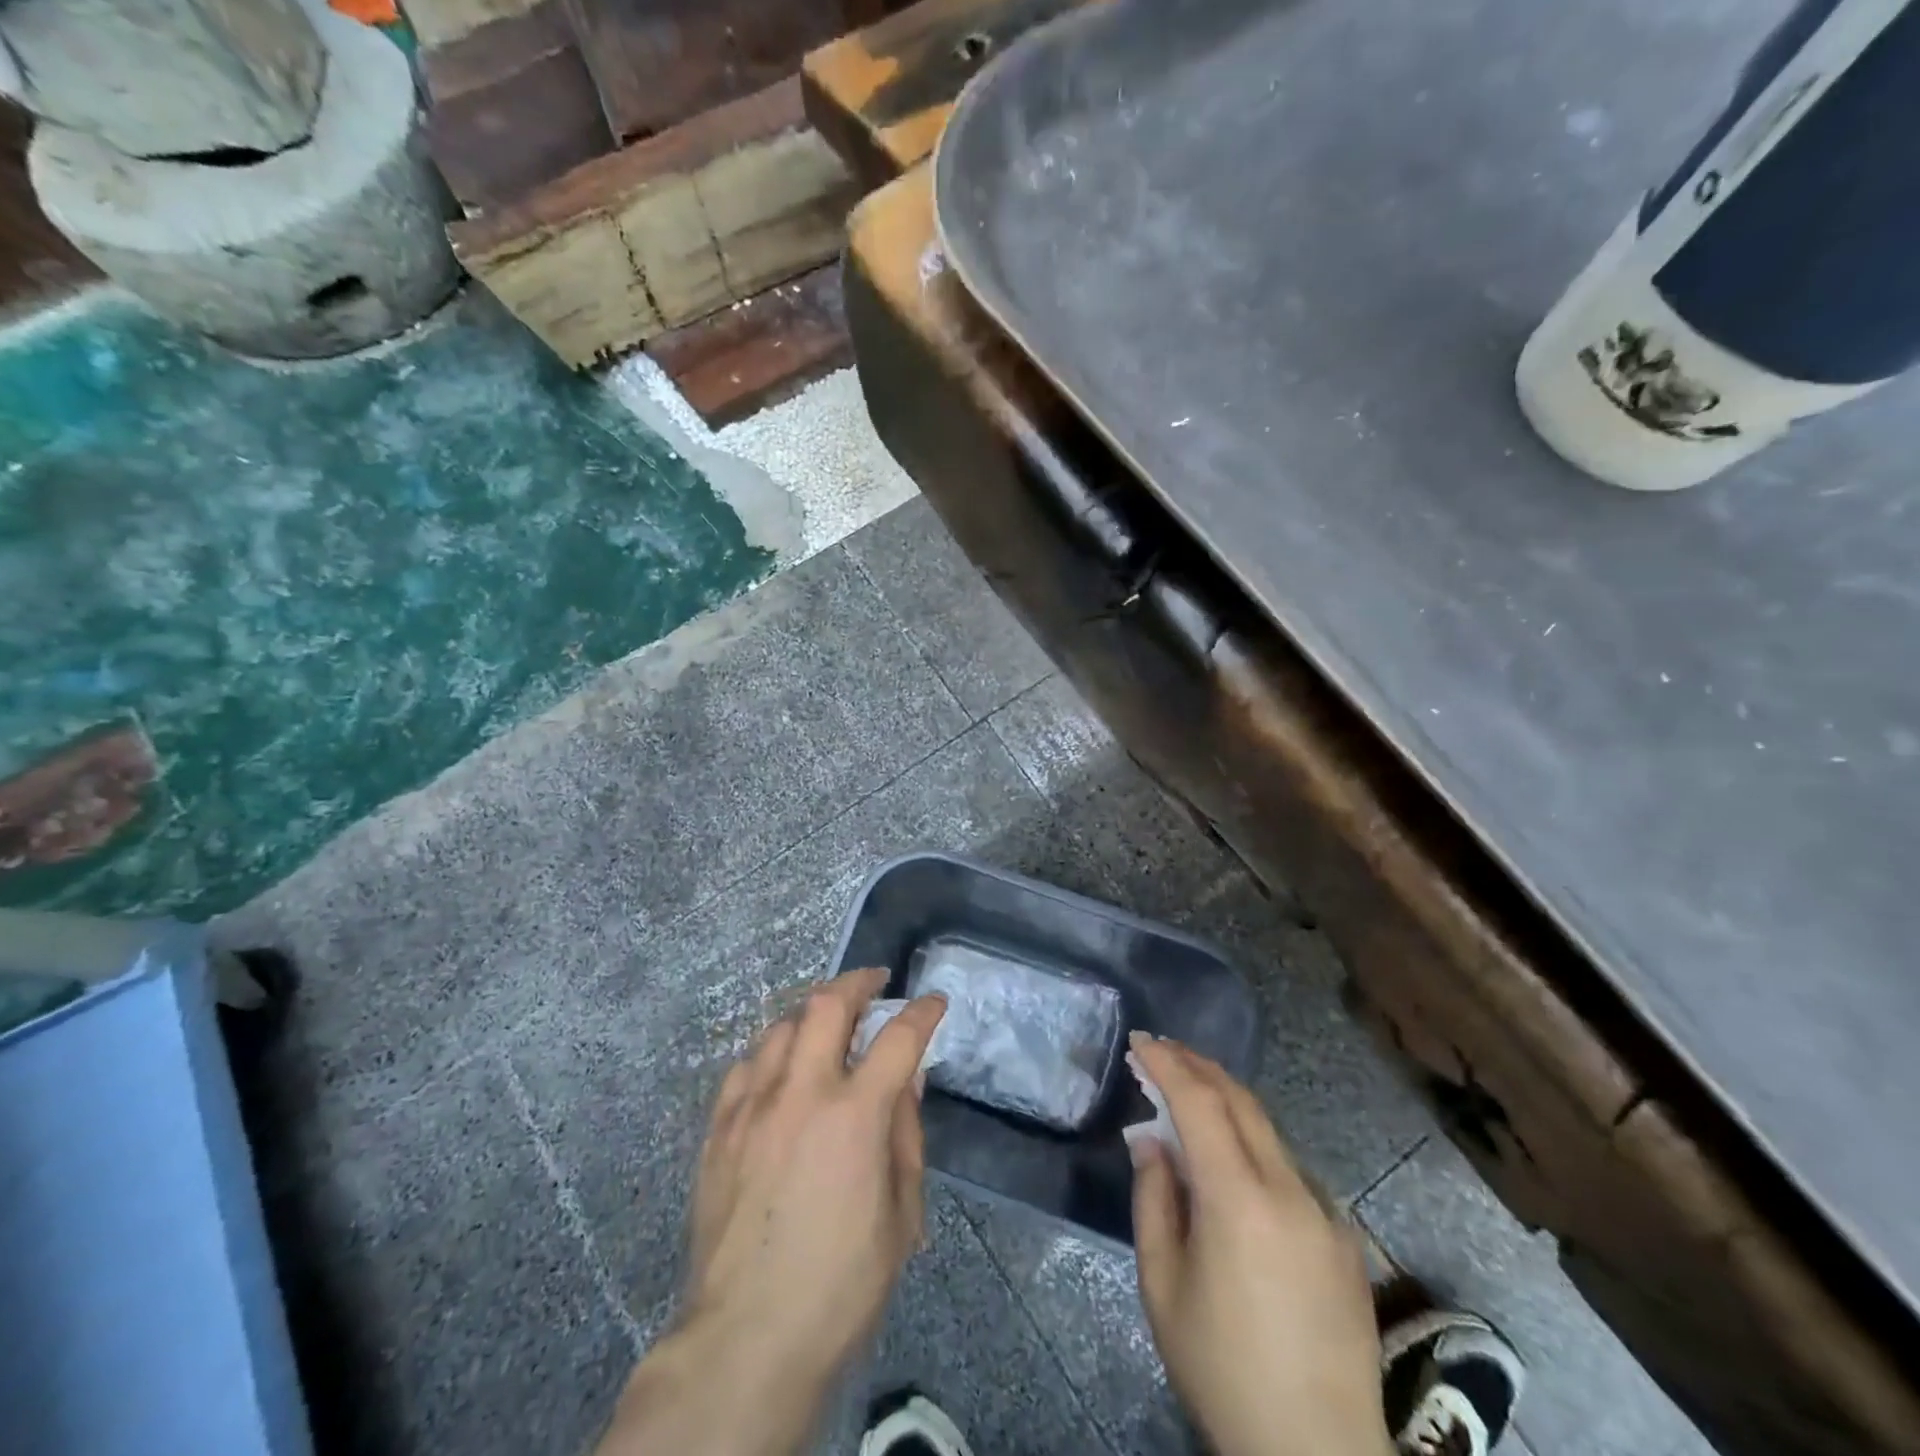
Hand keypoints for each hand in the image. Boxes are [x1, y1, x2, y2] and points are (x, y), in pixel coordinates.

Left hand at [599, 968, 946, 1455]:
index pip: (899, 1038)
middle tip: (874, 983)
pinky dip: (771, 1053)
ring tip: (828, 1023)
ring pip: (781, 1026)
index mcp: (855, 1116)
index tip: (933, 1001)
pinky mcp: (718, 1129)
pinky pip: (744, 1066)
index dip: (923, 1012)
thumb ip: (905, 1135)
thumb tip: (907, 1079)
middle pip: (828, 1004)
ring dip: (812, 1014)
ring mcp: (753, 1107)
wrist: (745, 1339)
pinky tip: (779, 1069)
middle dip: (858, 982)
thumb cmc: (840, 1286)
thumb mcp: (901, 1216)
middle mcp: (802, 1093)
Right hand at [1130, 1035, 1392, 1455]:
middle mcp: (1289, 1190)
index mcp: (1239, 1200)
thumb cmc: (1221, 1368)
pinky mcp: (1344, 1238)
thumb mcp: (1163, 1285)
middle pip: (1241, 1101)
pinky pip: (1290, 1168)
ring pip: (1269, 1130)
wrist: (1316, 1454)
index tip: (1140, 1041)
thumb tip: (1151, 1139)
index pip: (1200, 1103)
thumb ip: (1153, 1198)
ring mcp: (1324, 1212)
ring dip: (1227, 1101)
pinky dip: (1254, 1143)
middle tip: (1162, 1051)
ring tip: (1189, 1095)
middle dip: (1198, 1065)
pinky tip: (1234, 1162)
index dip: (1167, 1064)